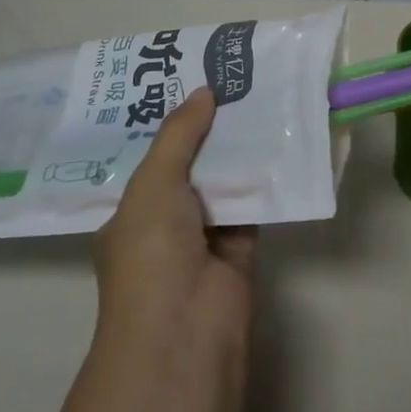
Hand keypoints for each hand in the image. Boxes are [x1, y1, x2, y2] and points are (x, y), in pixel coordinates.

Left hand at [94, 87, 255, 353]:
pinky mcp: (240, 248)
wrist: (184, 329)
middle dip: (208, 130)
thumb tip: (204, 91)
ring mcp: (203, 238)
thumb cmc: (151, 252)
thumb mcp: (153, 182)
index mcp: (130, 214)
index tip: (191, 84)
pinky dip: (264, 177)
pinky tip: (280, 138)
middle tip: (232, 82)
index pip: (150, 160)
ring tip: (260, 97)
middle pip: (190, 166)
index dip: (170, 124)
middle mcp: (164, 225)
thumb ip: (179, 134)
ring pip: (223, 182)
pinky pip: (252, 202)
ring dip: (238, 149)